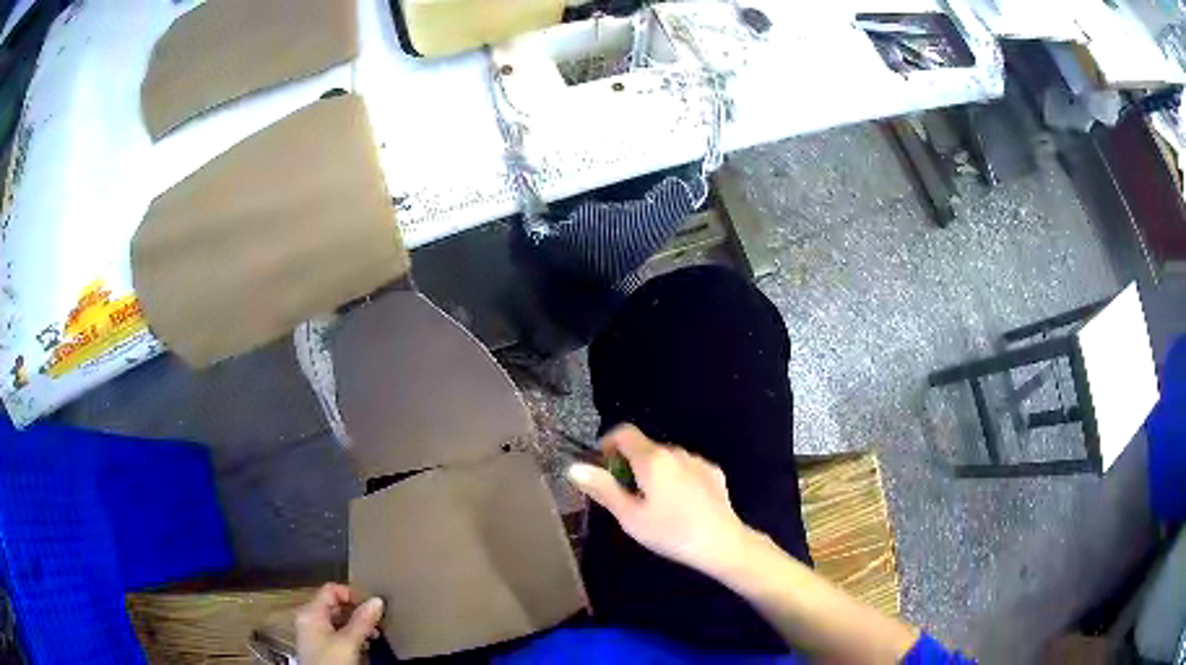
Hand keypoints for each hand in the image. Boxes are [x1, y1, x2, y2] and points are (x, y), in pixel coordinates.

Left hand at [295, 584, 383, 664]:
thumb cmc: (331, 660)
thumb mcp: (349, 642)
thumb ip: (362, 621)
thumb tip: (378, 600)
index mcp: (310, 611)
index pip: (331, 590)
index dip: (352, 594)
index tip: (373, 607)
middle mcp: (308, 618)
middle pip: (334, 605)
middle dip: (357, 612)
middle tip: (377, 623)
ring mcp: (313, 633)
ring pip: (337, 621)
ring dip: (356, 626)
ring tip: (373, 636)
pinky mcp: (319, 646)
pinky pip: (336, 633)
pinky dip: (350, 636)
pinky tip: (363, 646)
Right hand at [566, 424, 749, 573]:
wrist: (722, 543)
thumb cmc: (670, 532)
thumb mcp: (630, 516)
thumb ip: (603, 488)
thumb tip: (574, 467)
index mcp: (652, 459)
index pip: (624, 432)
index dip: (608, 444)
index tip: (603, 468)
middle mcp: (676, 452)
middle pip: (645, 447)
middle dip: (630, 464)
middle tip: (626, 497)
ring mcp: (698, 461)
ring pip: (666, 458)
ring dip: (654, 472)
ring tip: (654, 505)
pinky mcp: (714, 473)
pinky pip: (686, 468)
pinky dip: (676, 478)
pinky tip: (680, 506)